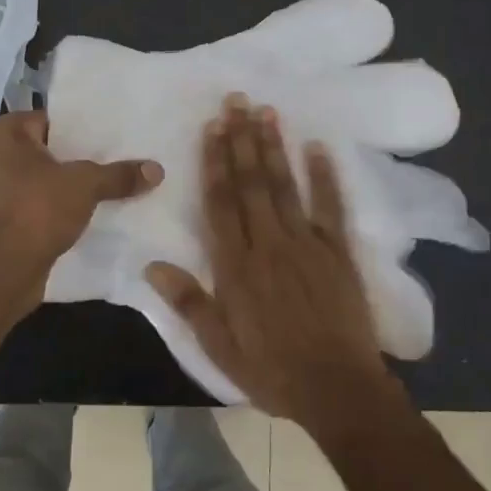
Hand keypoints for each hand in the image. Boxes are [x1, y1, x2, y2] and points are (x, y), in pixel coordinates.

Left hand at [0, 110, 162, 297]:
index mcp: (3, 133)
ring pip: (39, 180)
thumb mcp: (85, 185)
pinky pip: (33, 204)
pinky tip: (85, 214)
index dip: (81, 129)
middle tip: (114, 161)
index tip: (110, 138)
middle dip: (76, 159)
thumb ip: (119, 175)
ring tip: (105, 188)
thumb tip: (156, 169)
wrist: (0, 270)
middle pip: (46, 150)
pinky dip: (54, 208)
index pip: (50, 120)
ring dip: (65, 186)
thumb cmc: (36, 209)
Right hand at [146, 96, 397, 430]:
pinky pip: (332, 207)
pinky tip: (319, 146)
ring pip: (286, 186)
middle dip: (242, 140)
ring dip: (275, 147)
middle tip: (237, 101)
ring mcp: (307, 244)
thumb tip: (152, 265)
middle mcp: (269, 245)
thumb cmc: (273, 371)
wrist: (338, 389)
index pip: (221, 203)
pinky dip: (326, 176)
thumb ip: (189, 303)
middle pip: (252, 183)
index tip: (212, 127)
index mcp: (236, 267)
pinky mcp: (338, 252)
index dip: (215, 162)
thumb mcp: (220, 348)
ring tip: (267, 111)